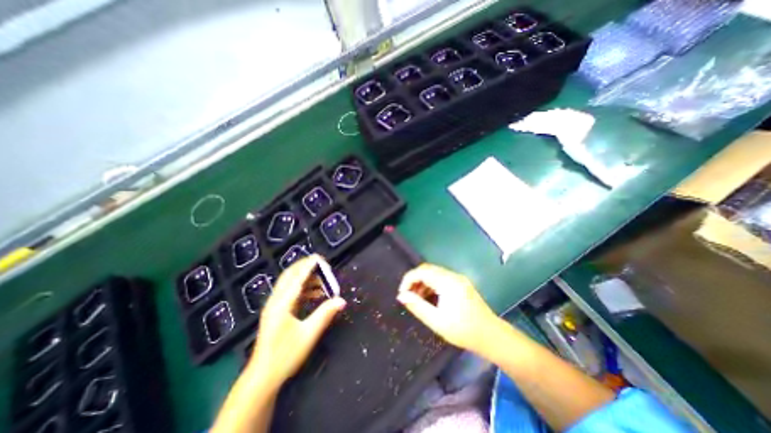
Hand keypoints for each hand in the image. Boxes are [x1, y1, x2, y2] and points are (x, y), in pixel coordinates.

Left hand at [246, 253, 345, 388]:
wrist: (262, 377)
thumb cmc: (285, 356)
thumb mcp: (308, 334)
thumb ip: (325, 314)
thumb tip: (341, 300)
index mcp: (282, 304)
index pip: (297, 278)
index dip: (309, 266)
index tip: (320, 258)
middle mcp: (276, 301)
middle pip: (290, 275)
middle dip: (305, 266)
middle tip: (322, 264)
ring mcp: (275, 306)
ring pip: (290, 283)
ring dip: (306, 277)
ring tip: (323, 280)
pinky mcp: (277, 311)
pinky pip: (291, 292)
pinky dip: (303, 288)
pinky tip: (316, 293)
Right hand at [398, 264, 500, 353]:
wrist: (491, 336)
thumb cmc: (463, 330)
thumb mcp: (436, 321)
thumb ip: (417, 306)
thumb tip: (401, 296)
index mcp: (447, 282)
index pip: (422, 271)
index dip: (408, 279)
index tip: (402, 293)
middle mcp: (453, 275)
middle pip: (427, 269)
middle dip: (415, 280)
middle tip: (408, 296)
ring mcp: (458, 278)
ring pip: (434, 273)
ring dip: (423, 283)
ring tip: (417, 299)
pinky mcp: (461, 283)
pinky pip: (441, 278)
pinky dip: (431, 285)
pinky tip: (429, 298)